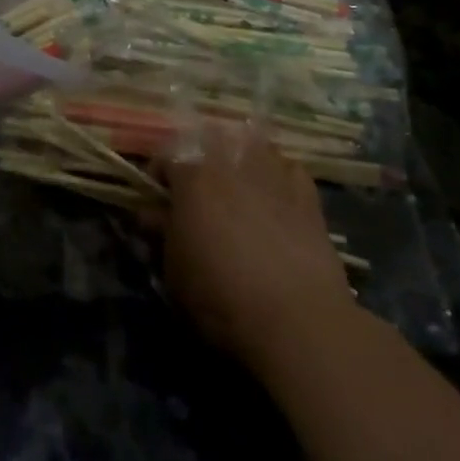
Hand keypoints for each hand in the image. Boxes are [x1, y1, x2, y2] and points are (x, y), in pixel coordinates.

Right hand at [159, 128, 355, 375]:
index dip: (158, 176)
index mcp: (193, 175)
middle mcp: (232, 162)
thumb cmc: (220, 295)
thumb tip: (152, 214)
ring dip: (241, 160)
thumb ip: (161, 232)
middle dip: (201, 160)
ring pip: (253, 146)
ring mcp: (273, 173)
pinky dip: (278, 177)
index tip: (158, 200)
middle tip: (199, 193)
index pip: (165, 155)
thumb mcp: (173, 269)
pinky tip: (277, 201)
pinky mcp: (308, 194)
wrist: (296, 320)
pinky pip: (288, 169)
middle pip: (210, 140)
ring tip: (239, 190)